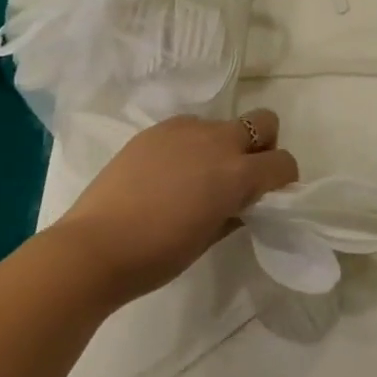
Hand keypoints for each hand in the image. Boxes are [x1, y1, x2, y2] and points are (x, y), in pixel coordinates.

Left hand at [58, 110, 298, 306]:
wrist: (93, 247)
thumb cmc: (157, 254)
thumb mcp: (209, 238)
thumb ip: (236, 212)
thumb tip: (243, 203)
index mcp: (237, 173)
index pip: (283, 163)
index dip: (283, 179)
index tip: (269, 196)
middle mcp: (218, 141)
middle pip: (263, 122)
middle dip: (262, 145)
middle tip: (242, 175)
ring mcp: (185, 129)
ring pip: (223, 125)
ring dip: (223, 145)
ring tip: (197, 176)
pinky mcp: (156, 129)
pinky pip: (189, 128)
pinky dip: (191, 145)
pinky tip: (168, 172)